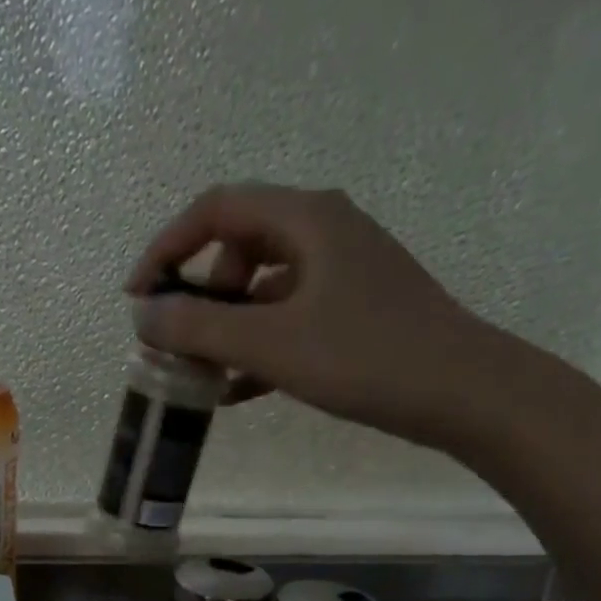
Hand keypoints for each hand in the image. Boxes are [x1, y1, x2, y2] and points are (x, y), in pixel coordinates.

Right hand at [125, 183, 524, 448]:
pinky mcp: (354, 311)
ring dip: (225, 327)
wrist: (462, 392)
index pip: (217, 209)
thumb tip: (144, 316)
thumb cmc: (365, 357)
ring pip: (263, 289)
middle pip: (239, 246)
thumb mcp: (271, 343)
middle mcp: (324, 232)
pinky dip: (257, 348)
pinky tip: (235, 392)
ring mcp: (342, 273)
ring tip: (201, 375)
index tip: (137, 296)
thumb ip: (201, 328)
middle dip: (199, 294)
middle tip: (179, 343)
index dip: (168, 247)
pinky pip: (288, 319)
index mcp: (306, 219)